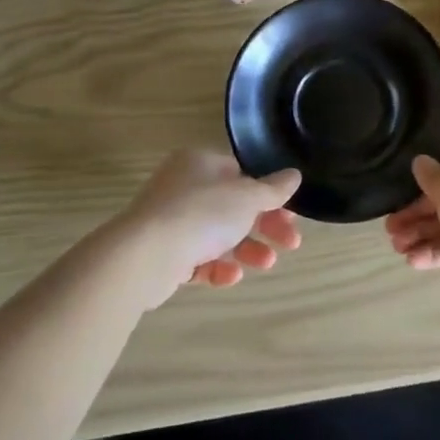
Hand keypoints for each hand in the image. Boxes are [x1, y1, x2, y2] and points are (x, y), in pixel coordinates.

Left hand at [117, 148, 302, 305]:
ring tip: (266, 264)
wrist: (145, 255)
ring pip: (218, 235)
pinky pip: (198, 259)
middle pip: (234, 206)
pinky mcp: (163, 254)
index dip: (269, 194)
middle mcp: (183, 187)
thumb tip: (294, 175)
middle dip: (265, 226)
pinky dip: (217, 267)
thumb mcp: (247, 196)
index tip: (290, 213)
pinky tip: (231, 276)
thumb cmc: (201, 213)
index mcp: (200, 163)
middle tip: (291, 243)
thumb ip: (273, 188)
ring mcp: (171, 221)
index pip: (242, 173)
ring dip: (247, 249)